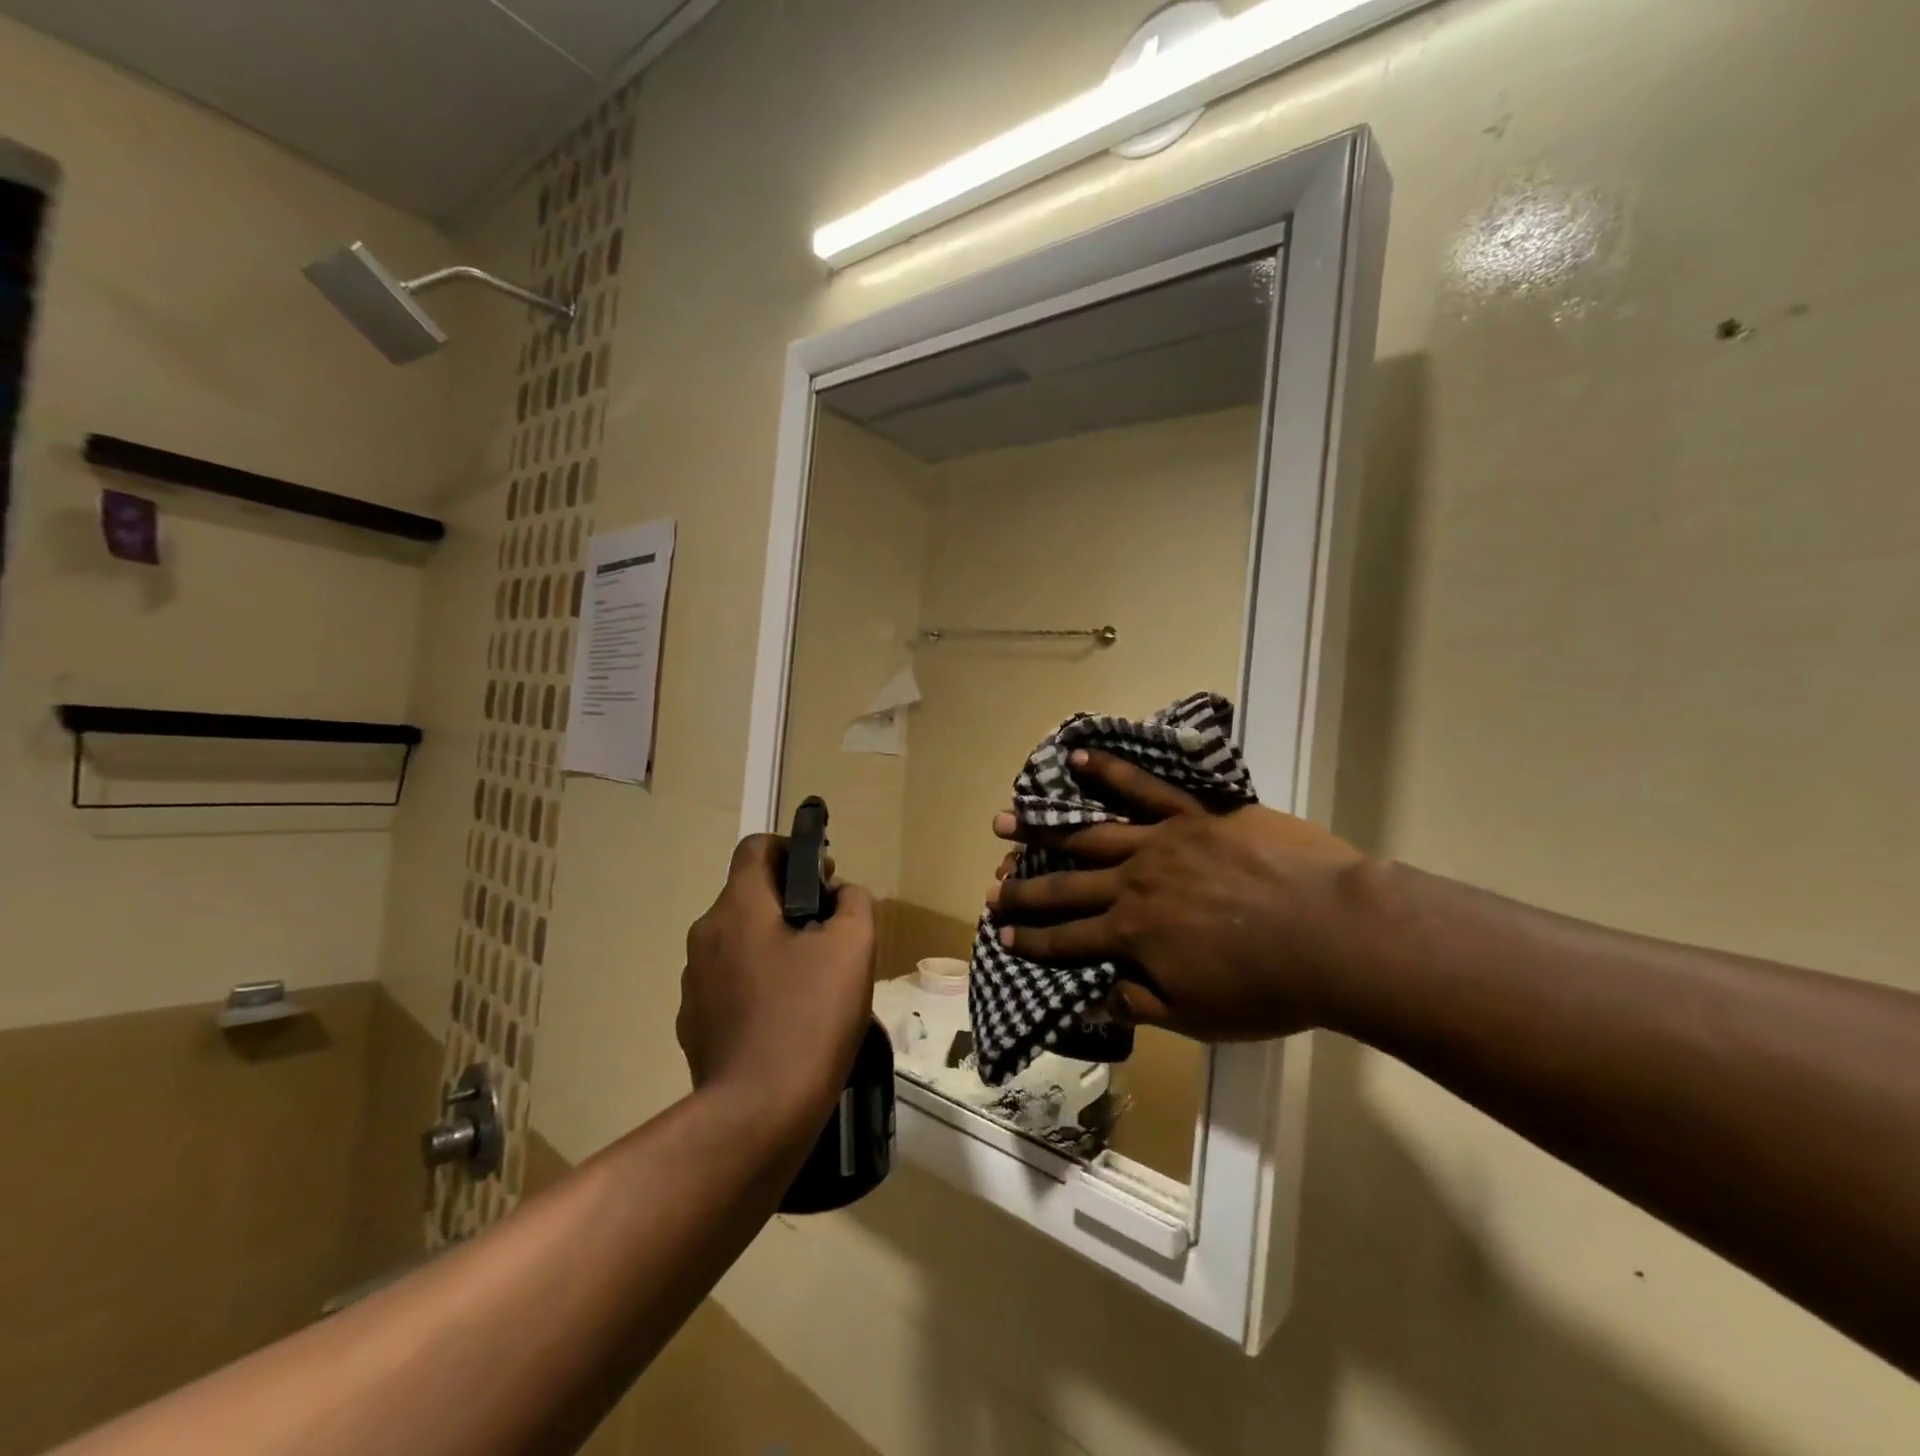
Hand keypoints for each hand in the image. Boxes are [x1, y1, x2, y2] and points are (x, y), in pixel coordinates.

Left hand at [679, 836, 875, 1135]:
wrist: (757, 1113)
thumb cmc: (810, 1017)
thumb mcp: (854, 947)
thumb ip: (853, 902)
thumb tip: (841, 894)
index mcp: (739, 907)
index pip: (756, 847)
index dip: (792, 849)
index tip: (823, 878)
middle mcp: (706, 934)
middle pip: (748, 896)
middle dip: (789, 903)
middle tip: (828, 933)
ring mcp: (693, 982)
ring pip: (738, 942)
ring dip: (771, 945)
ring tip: (811, 981)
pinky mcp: (693, 1022)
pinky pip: (728, 984)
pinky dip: (755, 984)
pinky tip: (785, 1018)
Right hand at [988, 751, 1369, 1041]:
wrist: (1337, 935)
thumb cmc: (1270, 988)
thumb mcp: (1198, 1016)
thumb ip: (1137, 1003)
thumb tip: (1084, 1001)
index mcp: (1132, 934)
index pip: (1067, 940)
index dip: (1031, 940)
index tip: (1001, 934)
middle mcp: (1132, 883)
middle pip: (1066, 886)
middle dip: (1025, 889)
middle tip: (992, 888)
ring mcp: (1160, 842)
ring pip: (1089, 833)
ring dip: (1044, 829)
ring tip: (1005, 823)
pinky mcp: (1193, 813)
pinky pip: (1144, 787)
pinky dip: (1107, 771)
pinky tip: (1075, 758)